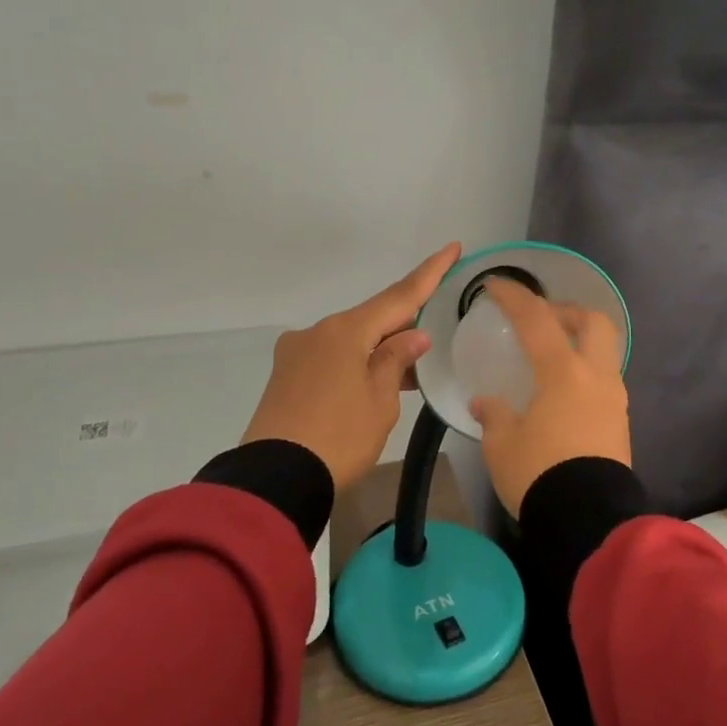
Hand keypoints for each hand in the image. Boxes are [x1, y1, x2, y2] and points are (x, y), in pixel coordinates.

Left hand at [242, 243, 461, 489]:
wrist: (275, 478)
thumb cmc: (339, 438)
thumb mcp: (380, 401)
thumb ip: (397, 361)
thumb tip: (412, 336)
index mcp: (345, 331)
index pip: (398, 296)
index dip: (429, 274)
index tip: (452, 247)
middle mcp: (317, 332)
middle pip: (371, 320)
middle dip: (402, 328)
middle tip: (430, 348)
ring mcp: (296, 353)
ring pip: (350, 341)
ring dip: (378, 351)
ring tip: (405, 376)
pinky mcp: (285, 375)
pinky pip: (330, 358)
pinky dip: (355, 365)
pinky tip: (370, 386)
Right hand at [468, 278, 630, 516]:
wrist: (588, 519)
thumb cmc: (539, 474)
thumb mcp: (502, 444)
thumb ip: (494, 415)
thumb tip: (486, 403)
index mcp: (563, 373)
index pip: (537, 321)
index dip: (515, 297)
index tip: (495, 285)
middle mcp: (596, 377)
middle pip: (593, 322)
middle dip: (566, 311)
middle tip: (541, 319)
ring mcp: (614, 399)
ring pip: (605, 352)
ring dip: (580, 342)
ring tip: (551, 357)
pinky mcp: (621, 422)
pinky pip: (605, 381)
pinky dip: (585, 372)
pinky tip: (563, 393)